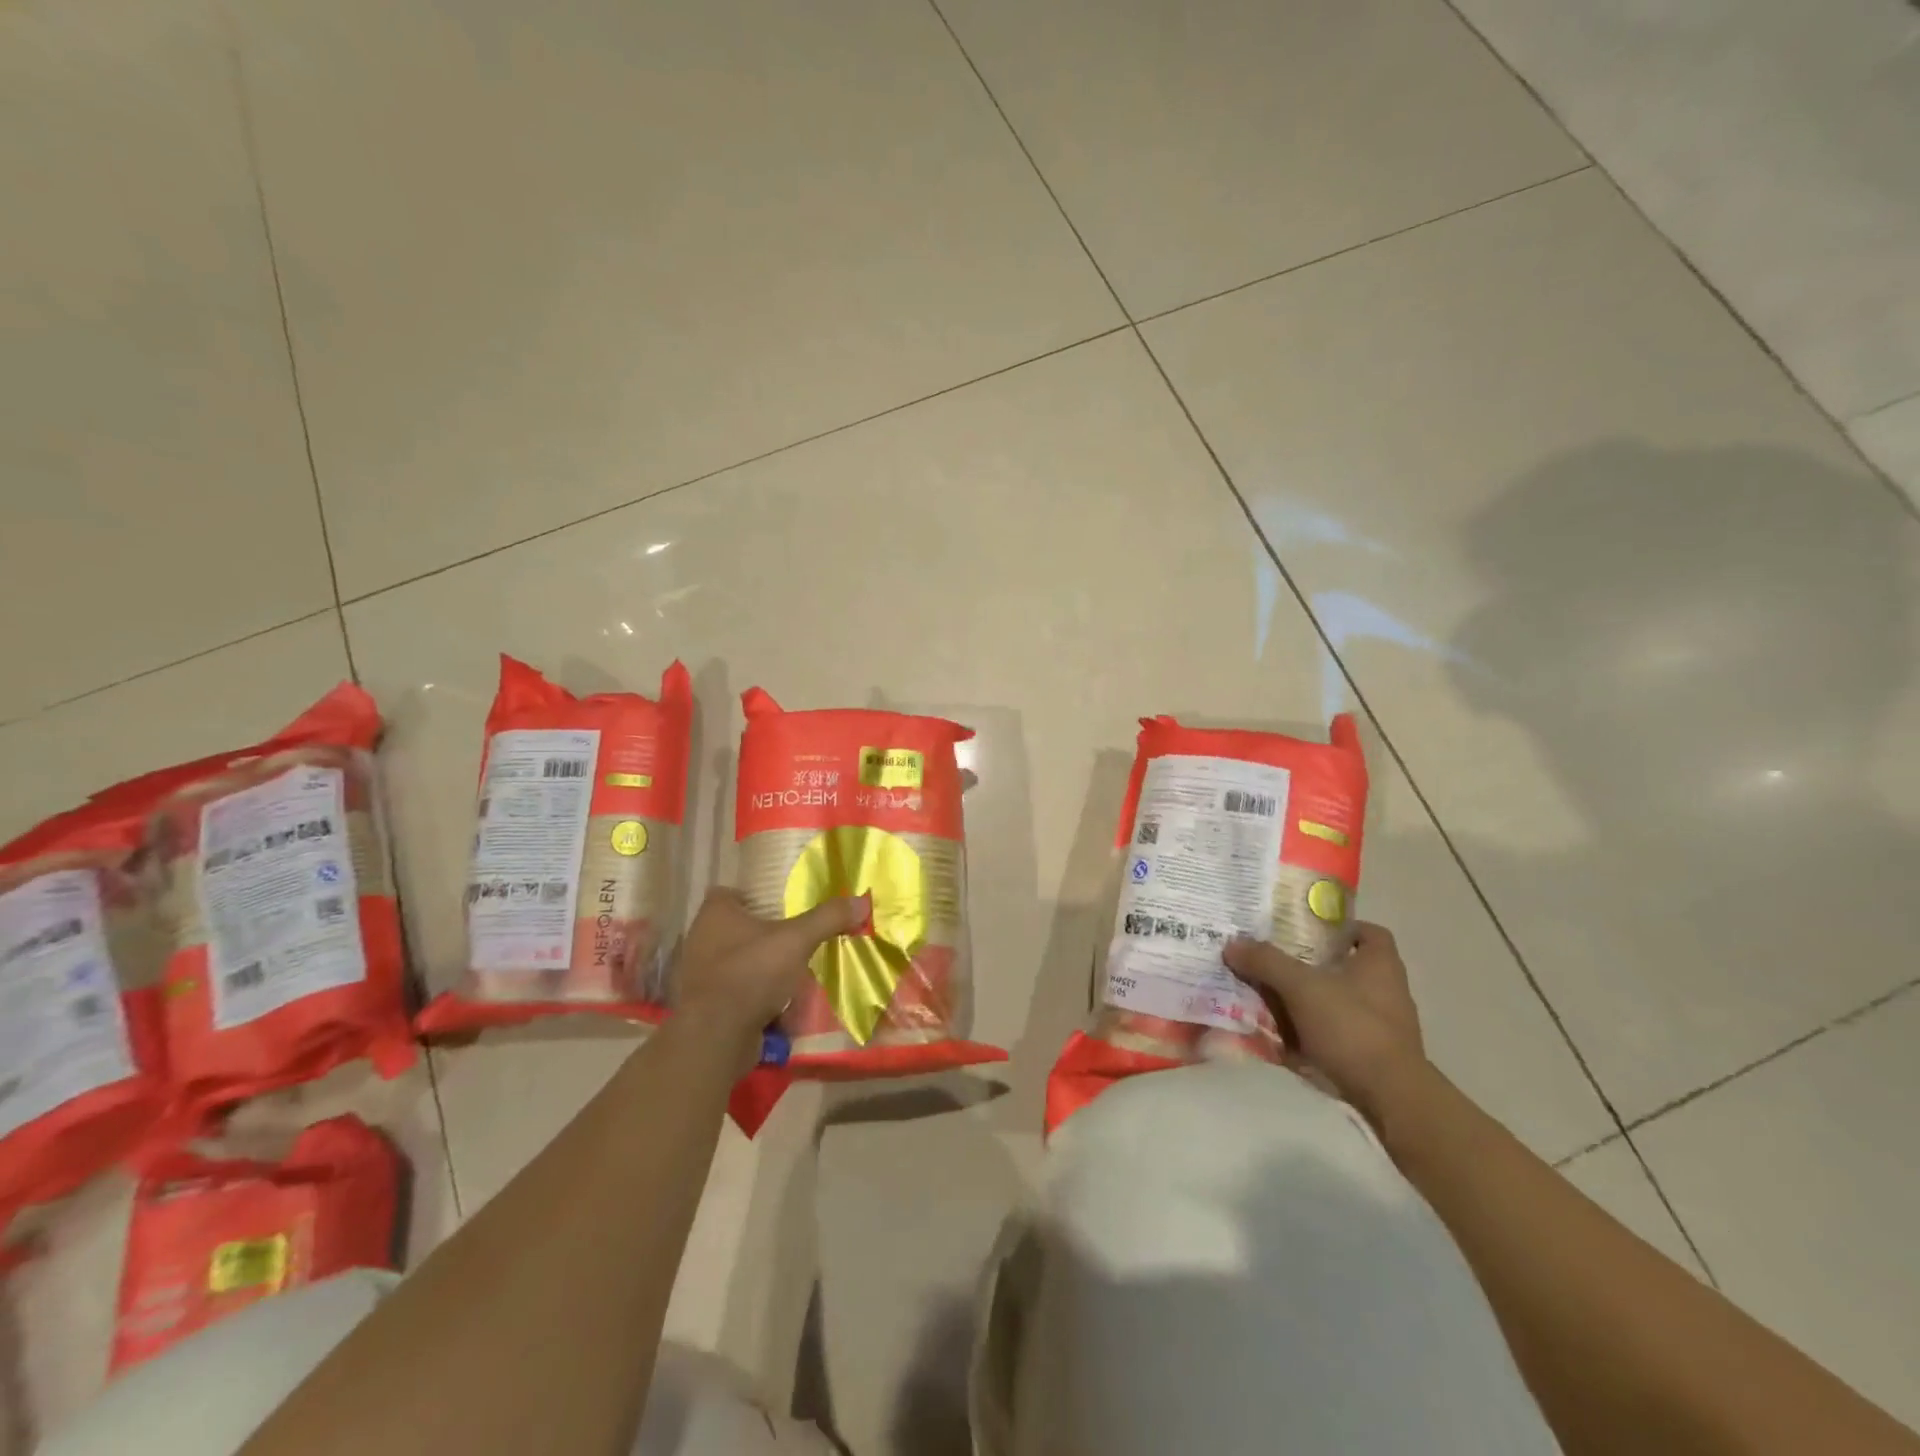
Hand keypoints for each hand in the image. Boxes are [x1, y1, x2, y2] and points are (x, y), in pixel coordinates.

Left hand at [674, 888, 869, 1063]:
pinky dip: (755, 999)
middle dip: (763, 937)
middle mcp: (700, 941)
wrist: (716, 1035)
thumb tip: (861, 901)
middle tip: (794, 940)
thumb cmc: (752, 972)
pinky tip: (780, 1006)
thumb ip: (827, 918)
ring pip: (737, 965)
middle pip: (736, 930)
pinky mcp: (705, 1009)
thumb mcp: (797, 939)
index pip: (728, 894)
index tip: (778, 907)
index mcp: (715, 915)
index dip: (751, 897)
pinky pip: (736, 996)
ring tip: (792, 974)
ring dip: (761, 970)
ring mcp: (700, 978)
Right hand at [1223, 922, 1426, 1126]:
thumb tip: (1232, 944)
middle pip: (1342, 967)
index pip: (1367, 932)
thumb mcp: (1302, 987)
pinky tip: (1276, 1035)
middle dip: (1307, 964)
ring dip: (1302, 1000)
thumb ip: (1267, 962)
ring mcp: (1379, 1027)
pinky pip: (1330, 1035)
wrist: (1389, 1100)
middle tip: (1270, 959)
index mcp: (1380, 965)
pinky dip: (1306, 1033)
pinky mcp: (1368, 1057)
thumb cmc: (1353, 1028)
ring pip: (1333, 1002)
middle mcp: (1385, 992)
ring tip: (1264, 995)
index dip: (1338, 927)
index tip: (1304, 929)